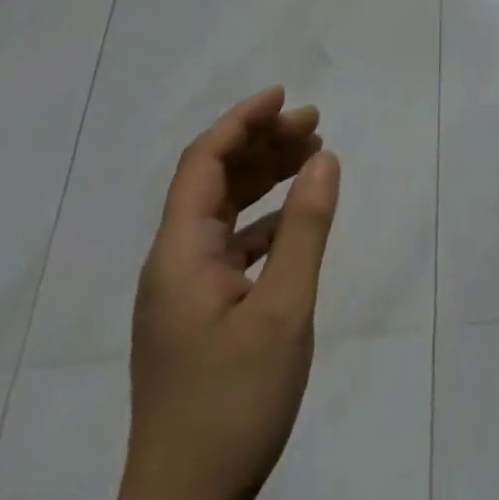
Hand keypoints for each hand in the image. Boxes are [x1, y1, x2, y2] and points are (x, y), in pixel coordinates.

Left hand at [120, 88, 340, 499]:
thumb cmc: (230, 403)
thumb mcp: (282, 310)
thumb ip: (304, 228)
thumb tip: (325, 156)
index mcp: (179, 256)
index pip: (203, 163)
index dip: (241, 121)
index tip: (284, 96)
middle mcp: (173, 266)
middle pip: (213, 182)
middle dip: (261, 144)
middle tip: (314, 123)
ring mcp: (183, 296)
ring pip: (222, 213)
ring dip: (264, 178)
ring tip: (311, 155)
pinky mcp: (198, 321)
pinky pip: (230, 247)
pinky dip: (264, 221)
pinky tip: (295, 221)